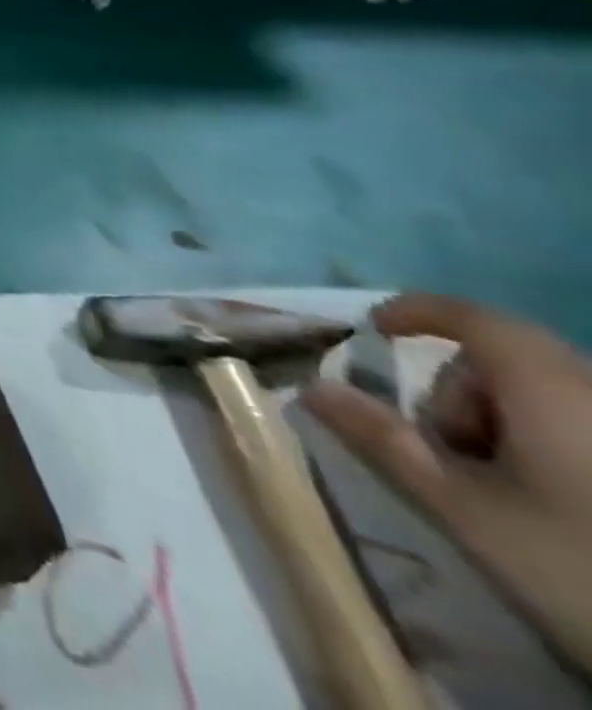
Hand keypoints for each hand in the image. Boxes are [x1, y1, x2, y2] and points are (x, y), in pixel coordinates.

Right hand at [304, 293, 591, 672]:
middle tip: (450, 454)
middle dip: (460, 396)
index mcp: (546, 387)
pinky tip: (558, 503)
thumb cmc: (579, 564)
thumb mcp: (465, 508)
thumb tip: (311, 388)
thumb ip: (382, 440)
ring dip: (505, 425)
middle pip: (504, 362)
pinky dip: (552, 445)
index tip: (374, 329)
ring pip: (546, 396)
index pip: (471, 317)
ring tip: (506, 490)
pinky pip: (582, 425)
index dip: (416, 312)